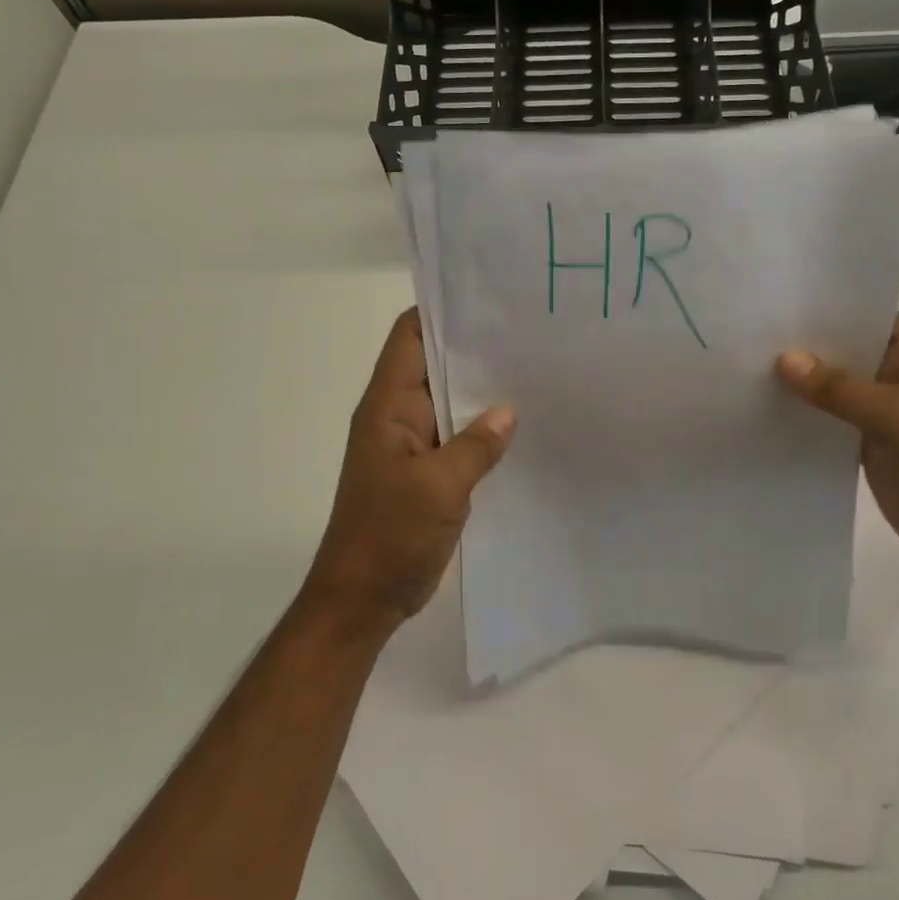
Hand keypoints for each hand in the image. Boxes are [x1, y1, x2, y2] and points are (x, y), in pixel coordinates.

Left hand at [304, 308, 514, 633]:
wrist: (363, 599)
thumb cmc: (389, 536)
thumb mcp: (438, 488)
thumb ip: (476, 445)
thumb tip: (508, 410)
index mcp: (388, 406)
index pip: (410, 336)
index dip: (443, 311)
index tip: (490, 299)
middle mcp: (399, 415)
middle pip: (436, 364)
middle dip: (476, 349)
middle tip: (529, 332)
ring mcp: (415, 444)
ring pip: (451, 401)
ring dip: (483, 390)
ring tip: (536, 370)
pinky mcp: (430, 471)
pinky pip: (460, 436)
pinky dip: (485, 428)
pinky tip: (523, 425)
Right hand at [776, 315, 898, 574]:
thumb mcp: (897, 415)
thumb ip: (839, 388)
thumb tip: (784, 359)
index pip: (872, 318)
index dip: (830, 311)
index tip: (781, 303)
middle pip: (850, 352)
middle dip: (809, 347)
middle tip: (754, 333)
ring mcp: (888, 411)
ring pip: (838, 387)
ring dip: (805, 383)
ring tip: (750, 365)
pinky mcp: (872, 443)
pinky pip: (834, 419)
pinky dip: (809, 415)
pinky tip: (769, 407)